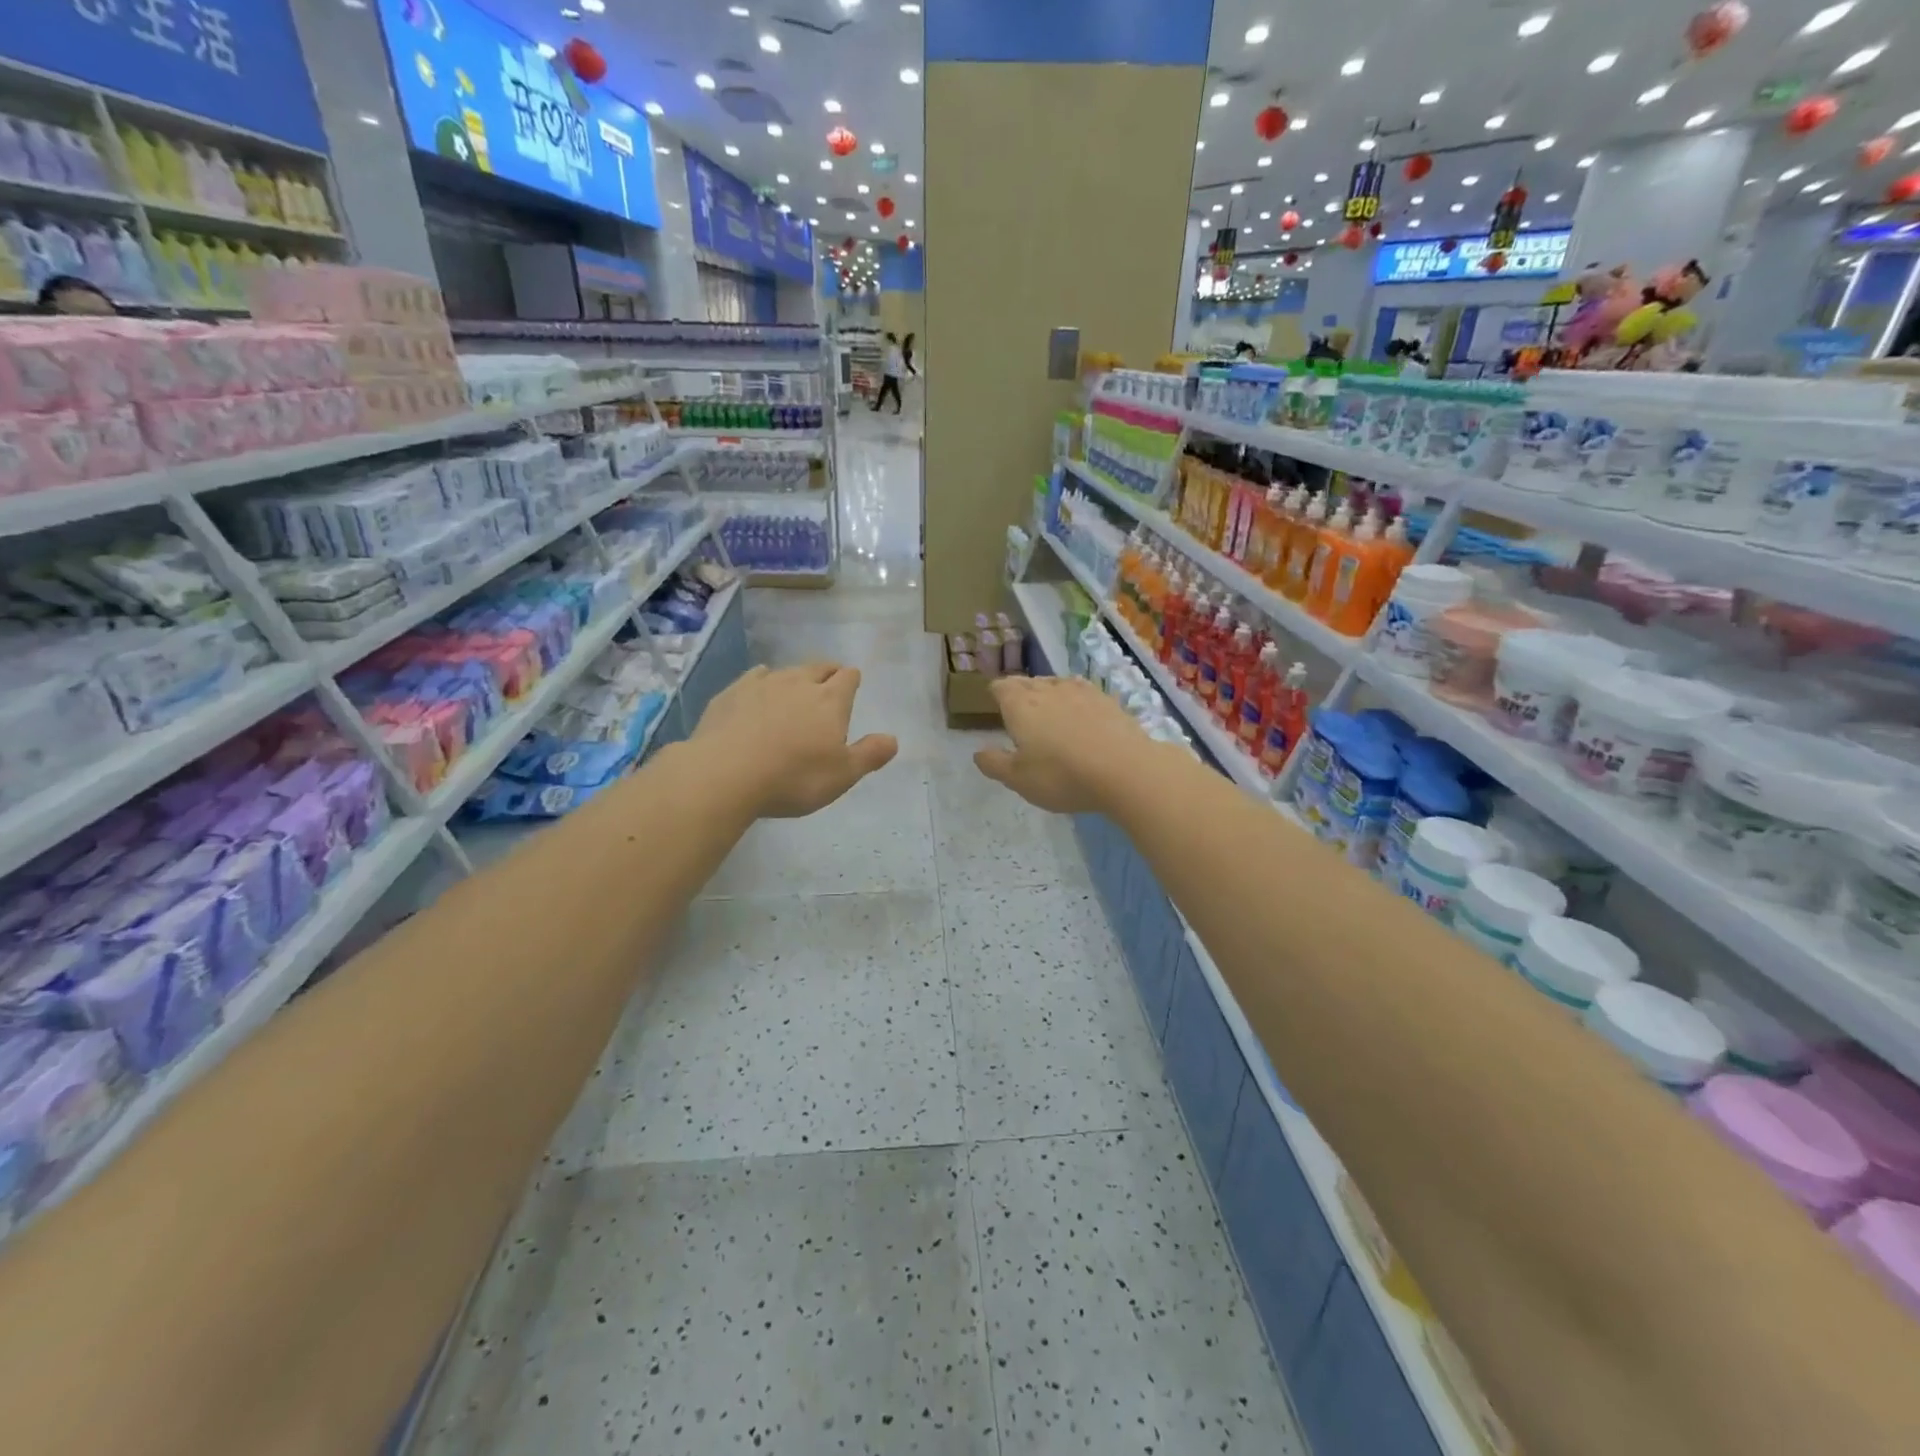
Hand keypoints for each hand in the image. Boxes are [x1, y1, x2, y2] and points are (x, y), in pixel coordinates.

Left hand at [692, 663, 897, 818]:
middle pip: (819, 667)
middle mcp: (799, 683)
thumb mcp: (842, 775)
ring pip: (786, 671)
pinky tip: (758, 692)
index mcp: (830, 700)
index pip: (848, 677)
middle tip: (829, 683)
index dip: (852, 679)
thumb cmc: (794, 777)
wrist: (725, 774)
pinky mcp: (731, 693)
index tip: (852, 684)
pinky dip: (762, 682)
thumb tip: (893, 739)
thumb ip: (869, 755)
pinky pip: (754, 678)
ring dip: (795, 678)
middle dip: (827, 672)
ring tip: (795, 690)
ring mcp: (762, 684)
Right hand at [973, 675, 1158, 814]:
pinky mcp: (1107, 700)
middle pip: (1027, 682)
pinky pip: (1082, 692)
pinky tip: (1080, 714)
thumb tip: (978, 752)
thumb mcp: (1019, 780)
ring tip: (1048, 710)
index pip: (1001, 687)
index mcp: (1020, 705)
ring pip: (1055, 683)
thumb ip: (995, 764)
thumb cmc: (1062, 776)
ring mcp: (1080, 691)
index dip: (996, 693)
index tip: (995, 703)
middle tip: (1019, 710)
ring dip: (1047, 693)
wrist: (1125, 769)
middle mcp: (1047, 690)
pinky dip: (1075, 700)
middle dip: (1020, 692)